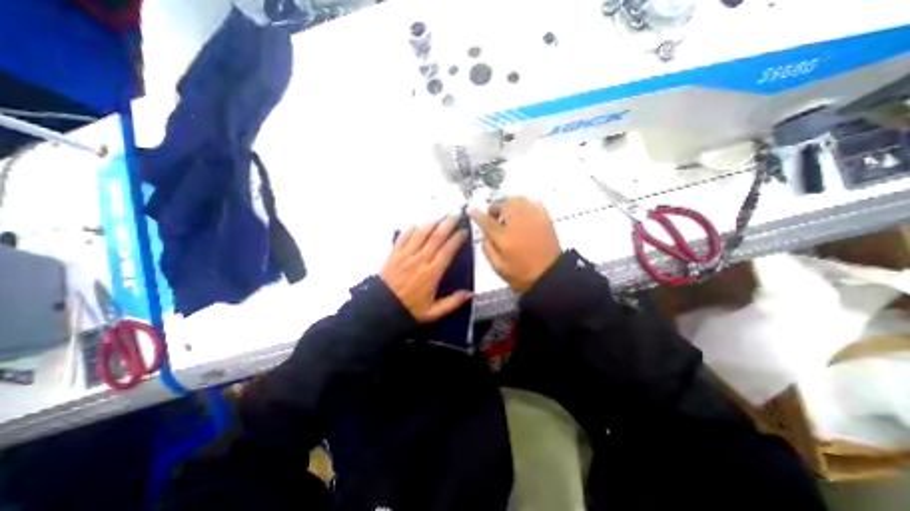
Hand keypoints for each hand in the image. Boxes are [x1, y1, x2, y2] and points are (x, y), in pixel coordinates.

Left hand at [381, 216, 473, 321]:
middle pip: (436, 237)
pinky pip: (403, 237)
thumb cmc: (408, 310)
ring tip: (440, 217)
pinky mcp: (394, 254)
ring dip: (431, 223)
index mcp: (432, 273)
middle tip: (455, 214)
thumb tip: (470, 294)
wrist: (380, 309)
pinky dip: (410, 229)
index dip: (457, 238)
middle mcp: (420, 260)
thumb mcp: (433, 312)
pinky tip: (416, 225)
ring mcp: (406, 255)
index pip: (447, 250)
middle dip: (448, 223)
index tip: (464, 231)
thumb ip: (452, 303)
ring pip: (421, 233)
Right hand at [470, 196, 562, 290]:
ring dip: (508, 204)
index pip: (486, 220)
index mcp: (504, 237)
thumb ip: (487, 248)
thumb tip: (485, 235)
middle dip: (495, 208)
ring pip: (517, 199)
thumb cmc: (522, 274)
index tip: (471, 210)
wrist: (550, 276)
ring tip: (508, 216)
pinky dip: (524, 205)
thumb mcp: (498, 267)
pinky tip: (522, 215)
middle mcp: (518, 223)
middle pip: (503, 204)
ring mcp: (533, 218)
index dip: (476, 214)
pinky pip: (532, 203)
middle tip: (494, 219)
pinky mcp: (545, 218)